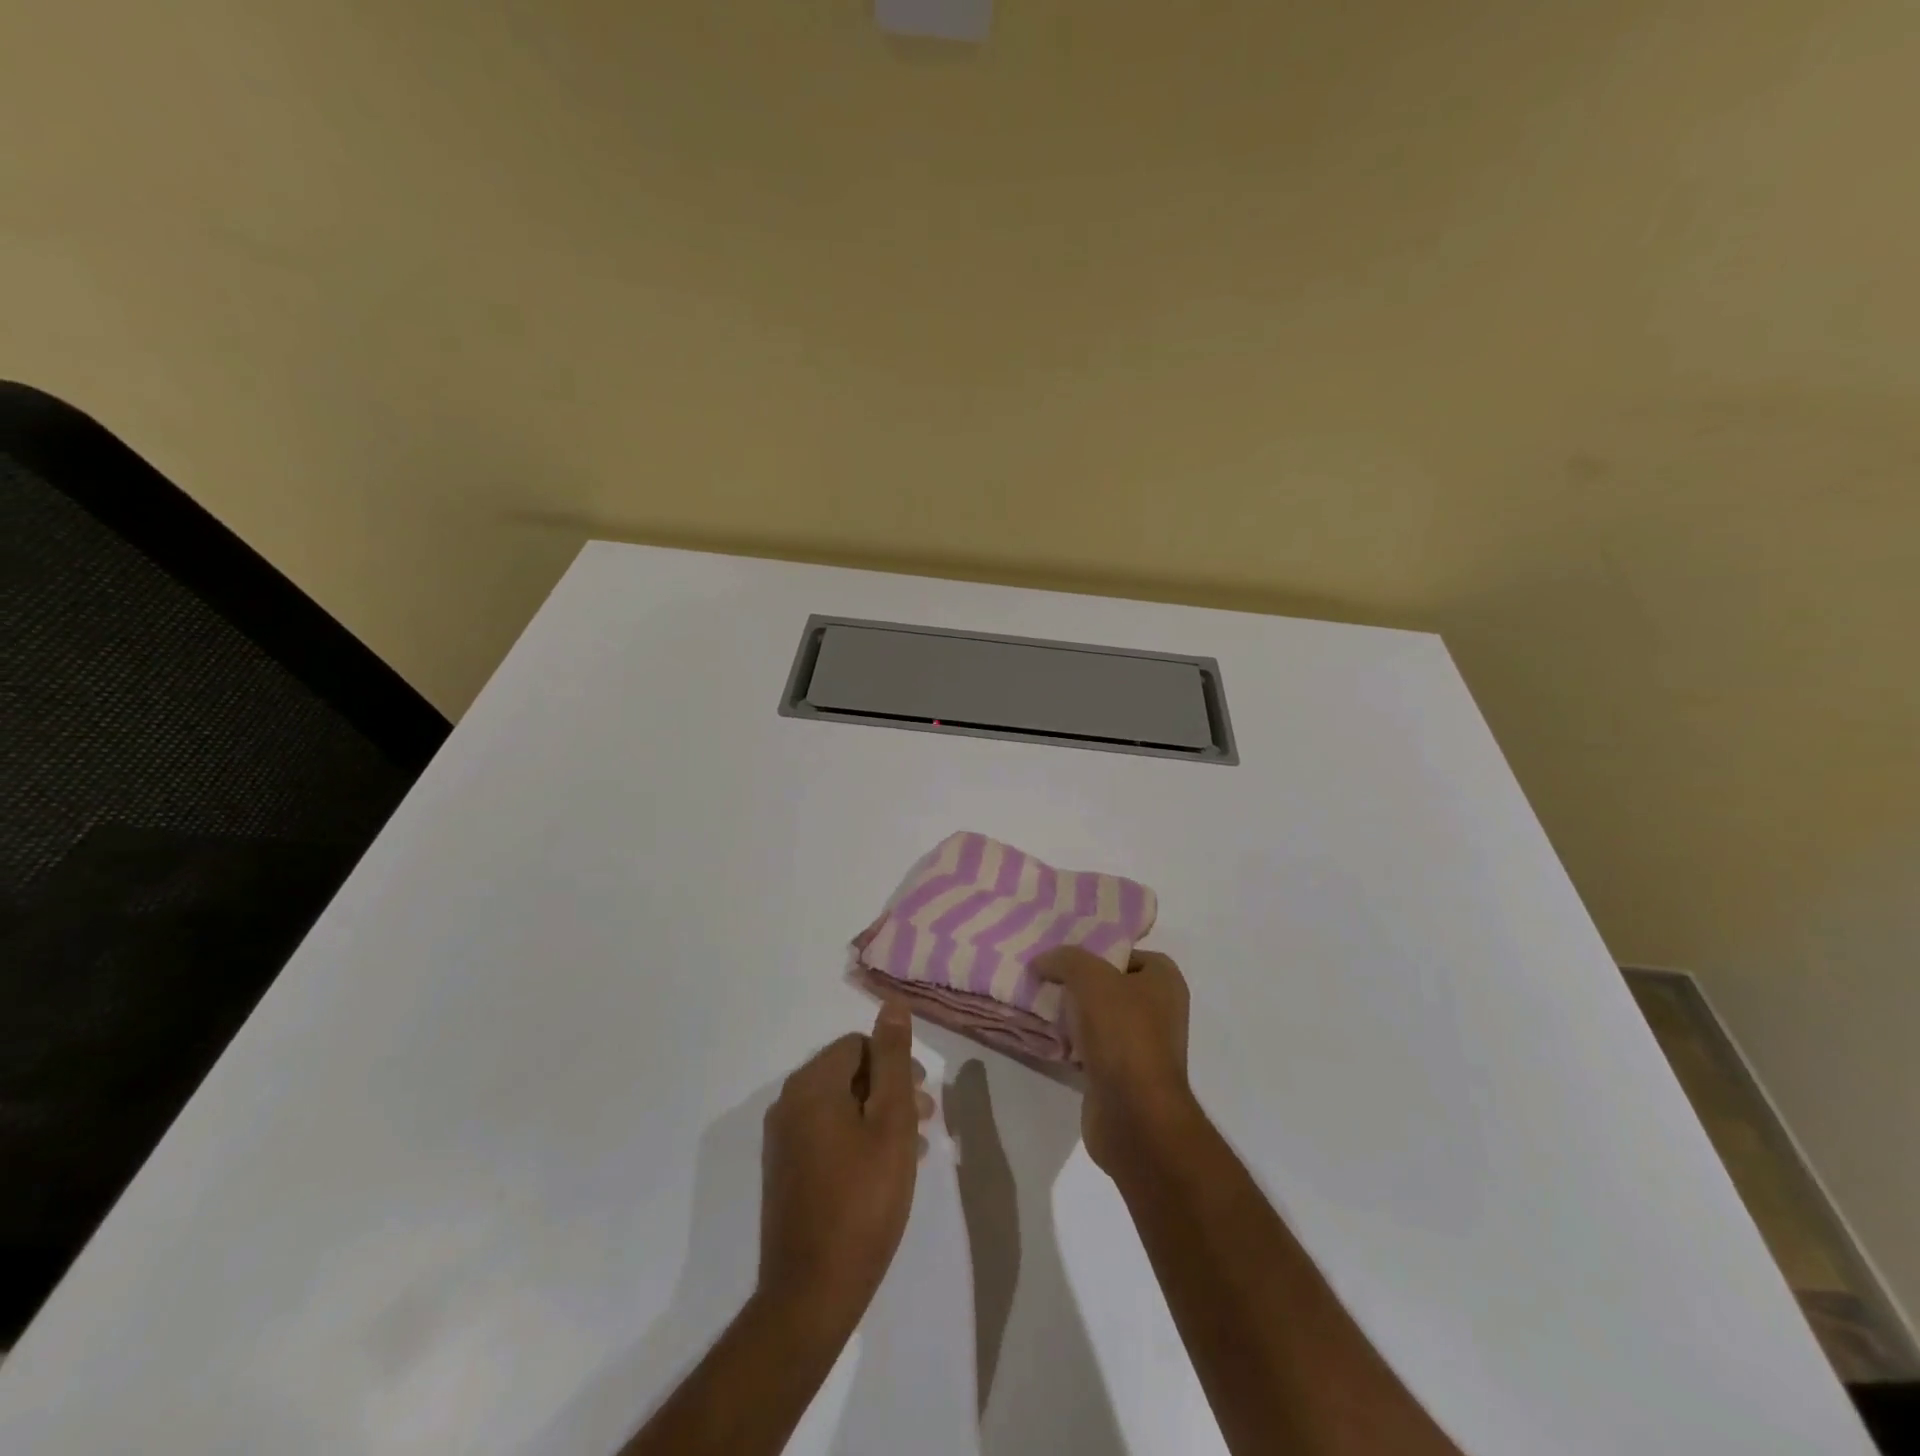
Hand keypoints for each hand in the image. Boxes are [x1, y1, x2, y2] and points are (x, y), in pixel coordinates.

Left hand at [757, 1003, 933, 1336]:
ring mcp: (783, 1140)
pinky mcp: (785, 1171)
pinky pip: (826, 1134)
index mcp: (811, 1084)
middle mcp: (788, 1103)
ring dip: (878, 1117)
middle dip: (890, 1090)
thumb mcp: (891, 1121)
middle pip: (848, 1073)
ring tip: (912, 1150)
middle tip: (924, 1122)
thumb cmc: (863, 1200)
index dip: (896, 1064)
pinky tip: (884, 1171)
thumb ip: (893, 1059)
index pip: (858, 1045)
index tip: (922, 1099)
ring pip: (840, 1106)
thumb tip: (892, 1005)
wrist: (812, 1292)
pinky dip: (857, 1139)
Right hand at [1033, 947, 1198, 1177]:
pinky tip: (1049, 1039)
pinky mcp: (1123, 1076)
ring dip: (1072, 1015)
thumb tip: (1042, 962)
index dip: (1096, 952)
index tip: (1063, 957)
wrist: (1134, 1114)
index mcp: (1164, 981)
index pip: (1126, 953)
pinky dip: (1072, 1044)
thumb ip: (1065, 959)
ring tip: (1039, 1005)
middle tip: (1045, 979)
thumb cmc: (1122, 1033)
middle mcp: (1159, 1010)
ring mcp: (1143, 1046)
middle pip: (1110, 985)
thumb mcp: (1089, 978)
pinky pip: (1092, 1048)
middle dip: (1078, 983)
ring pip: (1099, 1018)